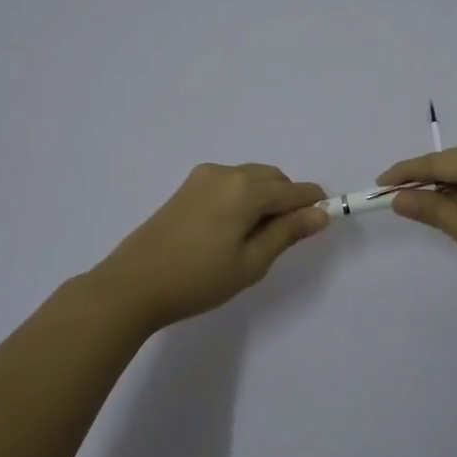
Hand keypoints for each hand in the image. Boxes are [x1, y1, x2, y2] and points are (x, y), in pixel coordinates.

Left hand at [92, 163, 329, 331]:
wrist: (133, 284)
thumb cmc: (198, 278)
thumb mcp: (251, 262)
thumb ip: (288, 233)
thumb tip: (321, 213)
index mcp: (246, 189)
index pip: (294, 191)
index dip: (313, 205)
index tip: (323, 223)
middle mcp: (226, 172)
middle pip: (273, 179)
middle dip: (287, 201)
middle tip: (284, 239)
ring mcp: (203, 177)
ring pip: (251, 178)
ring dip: (264, 198)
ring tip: (255, 238)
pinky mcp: (186, 187)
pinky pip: (229, 183)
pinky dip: (242, 197)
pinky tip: (231, 230)